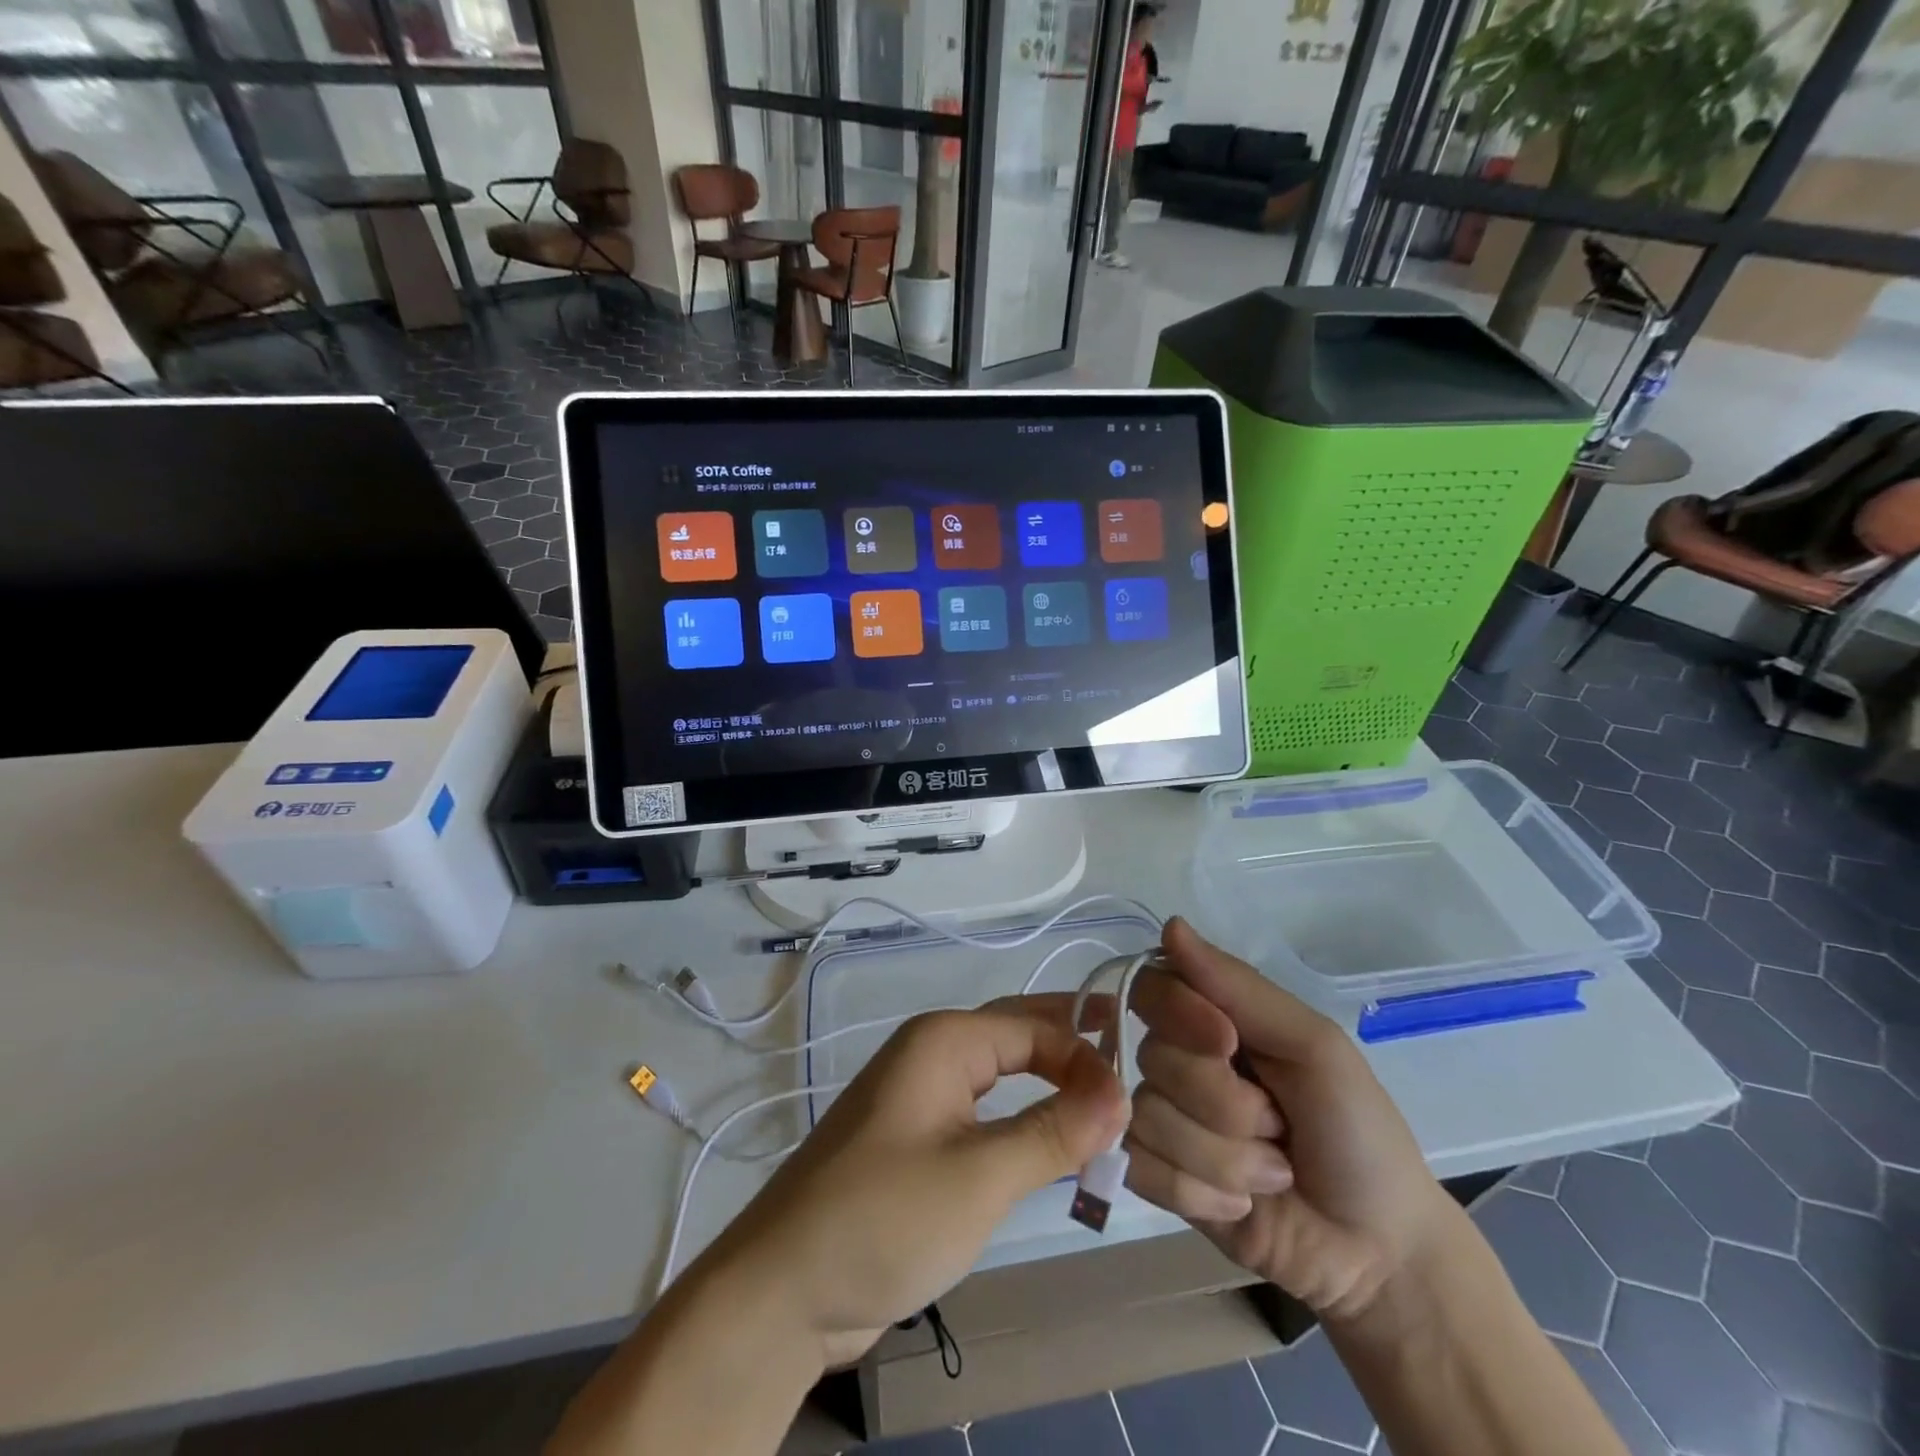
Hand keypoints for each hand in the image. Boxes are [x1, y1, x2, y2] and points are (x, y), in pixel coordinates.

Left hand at [694, 1001, 1127, 1369]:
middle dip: (1071, 1050)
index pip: (1034, 1027)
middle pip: (1016, 1037)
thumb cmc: (885, 1217)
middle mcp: (931, 1055)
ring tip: (1103, 1110)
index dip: (1086, 1056)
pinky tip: (1051, 1142)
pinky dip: (1022, 1122)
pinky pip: (983, 1114)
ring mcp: (921, 1098)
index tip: (1132, 1103)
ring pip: (1001, 1077)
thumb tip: (1119, 1094)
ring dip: (1050, 1088)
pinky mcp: (917, 1141)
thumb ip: (1052, 1132)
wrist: (784, 1289)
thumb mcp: (980, 1176)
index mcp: (943, 1041)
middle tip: (1131, 1072)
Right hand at [1124, 920, 1458, 1326]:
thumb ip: (1240, 987)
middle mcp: (1179, 1062)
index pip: (1153, 987)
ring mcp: (1164, 1121)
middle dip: (1224, 1104)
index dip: (1179, 1013)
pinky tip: (1239, 1205)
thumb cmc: (1356, 1131)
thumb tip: (1170, 925)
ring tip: (1272, 1174)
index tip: (1228, 1044)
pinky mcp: (1156, 1178)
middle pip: (1152, 1058)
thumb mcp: (1313, 1046)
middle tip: (1278, 1127)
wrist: (1379, 1251)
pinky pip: (1140, 1167)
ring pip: (1148, 1118)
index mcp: (1212, 1020)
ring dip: (1223, 1157)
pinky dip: (1197, 1192)